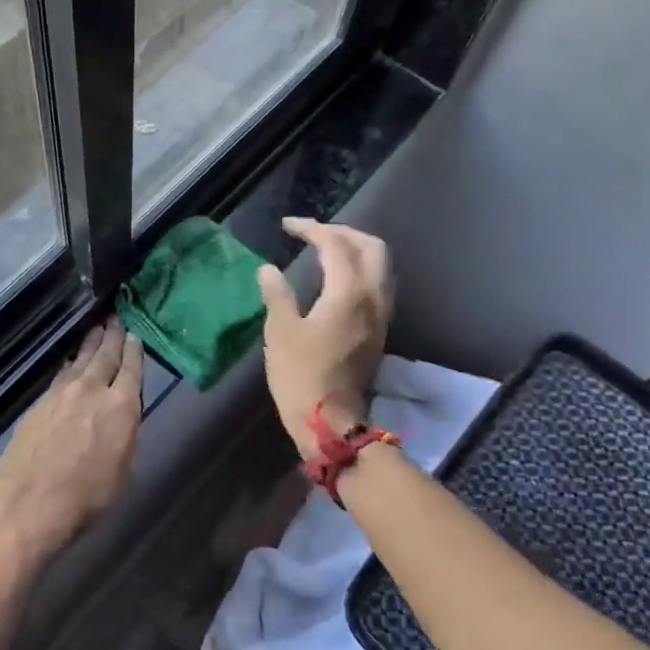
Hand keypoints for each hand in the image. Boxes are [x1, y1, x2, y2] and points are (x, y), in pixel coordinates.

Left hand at [0, 320, 143, 564]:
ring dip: (91, 343)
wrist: (31, 503)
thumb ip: (127, 436)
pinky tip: (71, 362)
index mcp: (121, 406)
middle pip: (105, 355)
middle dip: (113, 335)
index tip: (135, 335)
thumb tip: (124, 417)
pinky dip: (70, 364)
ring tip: (97, 328)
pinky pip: (61, 374)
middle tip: (116, 318)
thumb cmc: (88, 496)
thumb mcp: (125, 470)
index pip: (132, 368)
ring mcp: (62, 393)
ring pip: (81, 360)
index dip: (135, 350)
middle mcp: (92, 390)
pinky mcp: (39, 403)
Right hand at [257, 218, 391, 456]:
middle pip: (371, 247)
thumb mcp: (280, 332)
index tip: (287, 227)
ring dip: (354, 249)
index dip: (311, 229)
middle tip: (312, 234)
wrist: (331, 422)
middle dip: (342, 232)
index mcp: (348, 293)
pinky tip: (336, 278)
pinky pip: (377, 283)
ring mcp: (381, 315)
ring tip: (324, 250)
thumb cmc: (301, 376)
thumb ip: (277, 294)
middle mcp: (373, 297)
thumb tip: (268, 270)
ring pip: (379, 265)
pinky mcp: (379, 330)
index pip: (336, 244)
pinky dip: (360, 269)